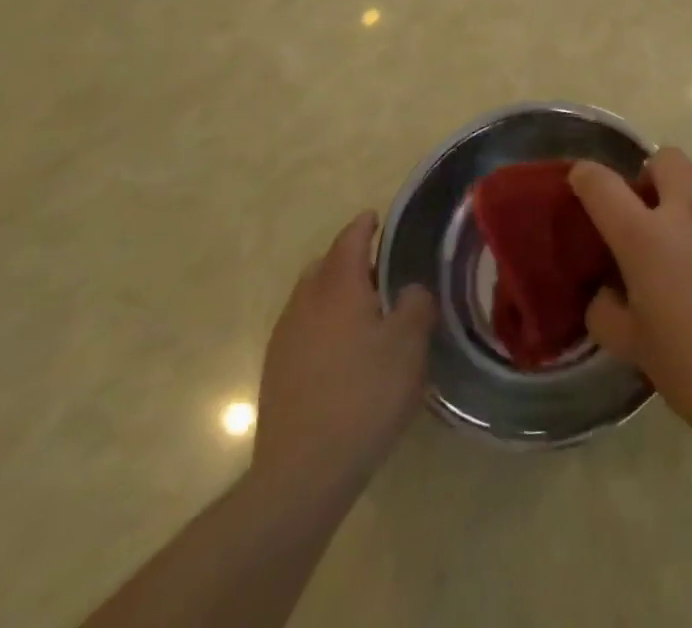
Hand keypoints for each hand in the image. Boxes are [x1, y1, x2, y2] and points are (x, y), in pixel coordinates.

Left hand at [251, 211, 435, 495]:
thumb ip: (415, 305)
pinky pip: (302, 330)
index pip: (350, 240)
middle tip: (379, 271)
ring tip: (363, 314)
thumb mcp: (409, 345)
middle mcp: (306, 303)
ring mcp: (285, 340)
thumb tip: (409, 291)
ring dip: (333, 295)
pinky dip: (322, 326)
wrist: (302, 473)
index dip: (364, 225)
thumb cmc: (364, 396)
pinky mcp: (276, 374)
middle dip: (348, 260)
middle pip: (324, 266)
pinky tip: (342, 354)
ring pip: (309, 299)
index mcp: (338, 287)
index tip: (376, 218)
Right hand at [569, 149, 691, 450]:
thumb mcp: (635, 349)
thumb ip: (606, 313)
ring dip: (691, 182)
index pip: (602, 185)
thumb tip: (604, 293)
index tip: (582, 182)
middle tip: (651, 212)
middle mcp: (687, 207)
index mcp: (645, 237)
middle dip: (650, 177)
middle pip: (663, 157)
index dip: (585, 177)